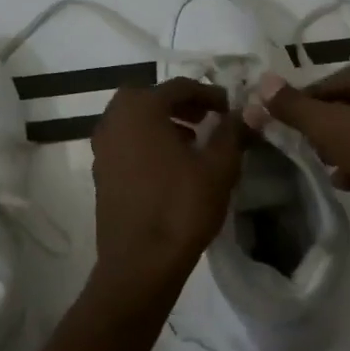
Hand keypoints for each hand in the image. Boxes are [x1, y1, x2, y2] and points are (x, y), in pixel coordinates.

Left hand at [90, 77, 242, 288]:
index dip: (209, 94)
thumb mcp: (218, 167)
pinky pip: (127, 144)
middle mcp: (113, 121)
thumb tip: (249, 110)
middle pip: (150, 99)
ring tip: (194, 143)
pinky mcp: (101, 174)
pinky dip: (148, 144)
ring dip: (163, 124)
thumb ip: (233, 132)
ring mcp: (102, 148)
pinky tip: (172, 167)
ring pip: (135, 122)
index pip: (179, 87)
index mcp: (140, 109)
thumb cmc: (181, 208)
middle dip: (181, 105)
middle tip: (208, 119)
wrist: (140, 263)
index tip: (231, 108)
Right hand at [252, 63, 349, 256]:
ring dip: (342, 147)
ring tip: (322, 164)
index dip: (306, 98)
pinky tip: (347, 183)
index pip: (337, 78)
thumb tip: (262, 82)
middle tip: (302, 143)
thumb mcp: (330, 126)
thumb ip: (295, 107)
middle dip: (324, 125)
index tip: (283, 119)